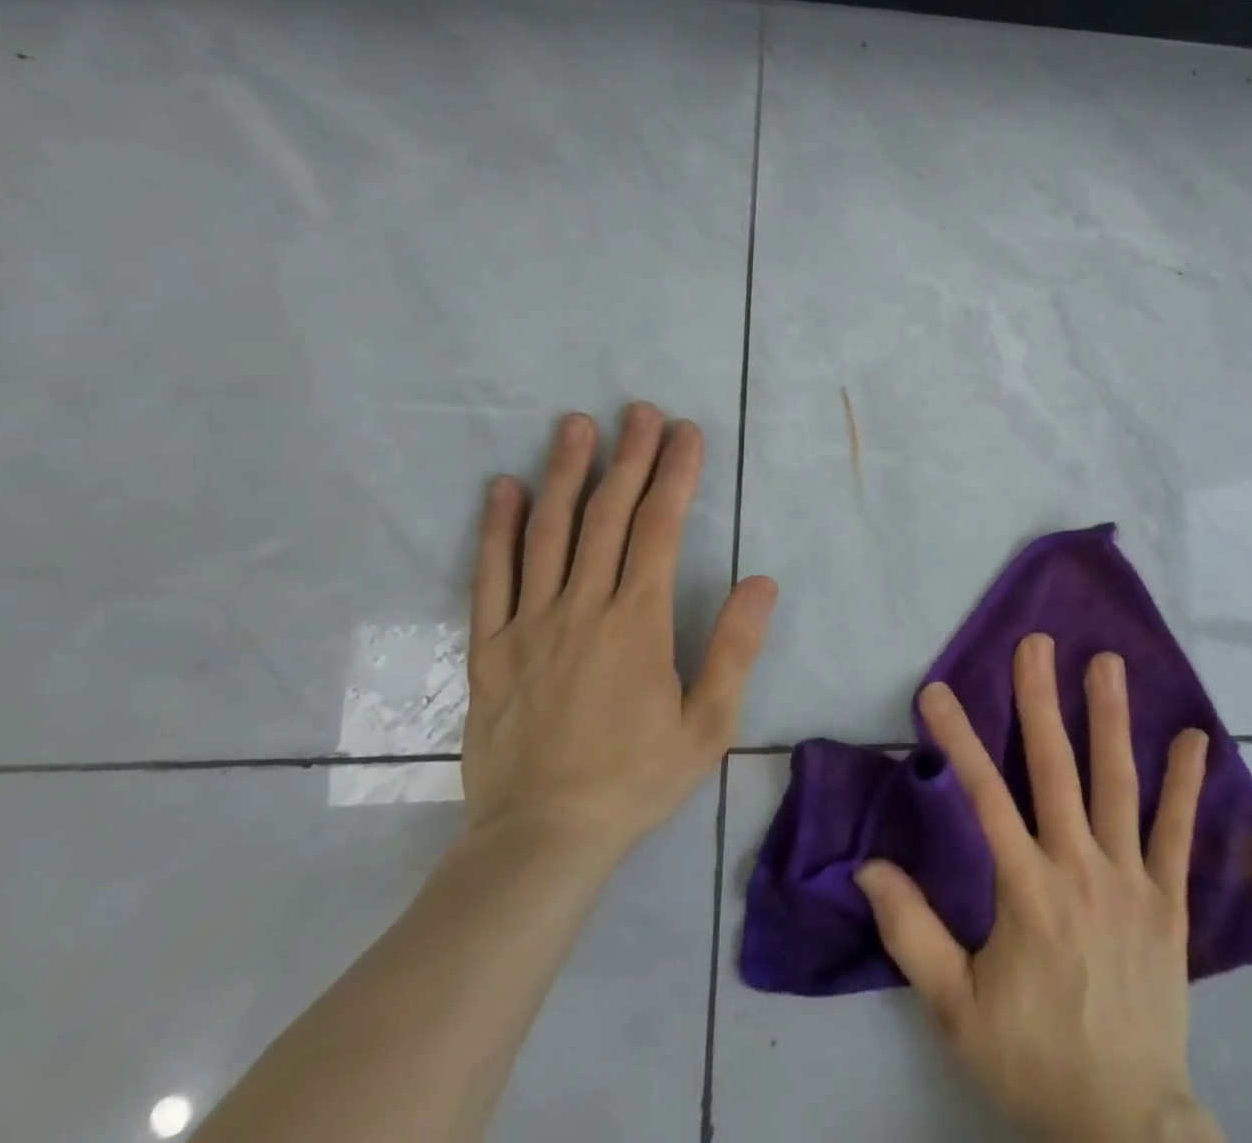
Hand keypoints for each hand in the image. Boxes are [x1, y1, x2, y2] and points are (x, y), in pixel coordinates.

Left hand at [461, 404, 776, 867]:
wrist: (540, 840)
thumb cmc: (635, 779)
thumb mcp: (709, 725)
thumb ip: (734, 649)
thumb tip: (761, 581)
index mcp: (637, 622)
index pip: (658, 528)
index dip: (674, 474)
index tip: (685, 433)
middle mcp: (582, 608)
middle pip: (606, 515)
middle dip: (627, 457)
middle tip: (639, 410)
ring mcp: (529, 624)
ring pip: (548, 532)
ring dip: (565, 473)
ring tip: (576, 425)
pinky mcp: (490, 648)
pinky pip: (490, 576)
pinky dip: (497, 528)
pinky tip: (505, 489)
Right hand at [856, 635, 1220, 1142]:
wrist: (1125, 1124)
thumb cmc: (1033, 1060)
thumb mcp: (955, 1010)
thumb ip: (912, 934)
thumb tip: (869, 867)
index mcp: (1026, 890)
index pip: (984, 796)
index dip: (958, 738)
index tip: (937, 689)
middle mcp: (1080, 868)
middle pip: (1056, 769)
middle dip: (1041, 701)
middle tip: (1036, 643)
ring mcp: (1131, 879)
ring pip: (1118, 785)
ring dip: (1111, 719)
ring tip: (1107, 662)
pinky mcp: (1168, 900)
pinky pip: (1179, 834)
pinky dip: (1186, 785)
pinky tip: (1195, 738)